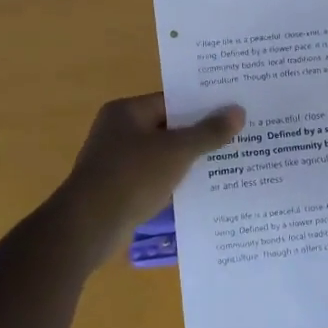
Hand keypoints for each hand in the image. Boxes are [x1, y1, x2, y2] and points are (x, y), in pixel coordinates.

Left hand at [58, 93, 244, 253]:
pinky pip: (154, 178)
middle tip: (238, 136)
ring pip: (162, 155)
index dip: (203, 106)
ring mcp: (116, 161)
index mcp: (127, 112)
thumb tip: (238, 111)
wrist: (88, 227)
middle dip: (200, 134)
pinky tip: (201, 189)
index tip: (233, 111)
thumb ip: (208, 132)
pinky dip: (174, 181)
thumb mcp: (176, 152)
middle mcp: (118, 131)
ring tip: (228, 163)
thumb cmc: (132, 177)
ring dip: (188, 160)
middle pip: (168, 127)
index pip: (172, 101)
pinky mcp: (119, 188)